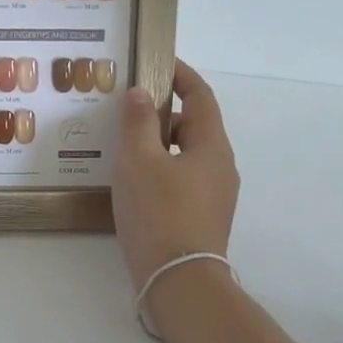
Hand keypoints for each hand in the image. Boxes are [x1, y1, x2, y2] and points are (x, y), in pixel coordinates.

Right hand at [112, 59, 240, 296]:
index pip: (201, 96)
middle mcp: (220, 167)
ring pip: (185, 156)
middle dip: (163, 113)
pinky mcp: (201, 218)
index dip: (181, 75)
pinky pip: (181, 180)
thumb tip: (141, 93)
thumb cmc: (159, 212)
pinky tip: (132, 182)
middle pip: (193, 126)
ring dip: (158, 145)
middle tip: (127, 110)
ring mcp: (214, 196)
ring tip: (122, 146)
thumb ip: (138, 122)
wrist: (178, 281)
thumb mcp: (139, 160)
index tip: (157, 62)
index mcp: (212, 145)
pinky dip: (160, 170)